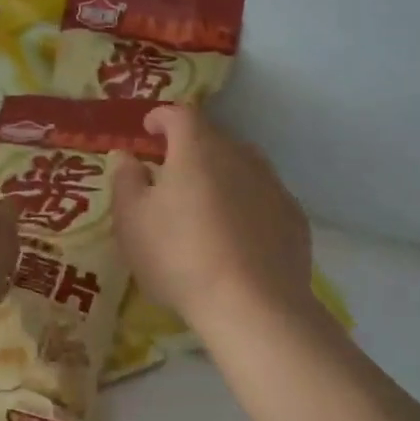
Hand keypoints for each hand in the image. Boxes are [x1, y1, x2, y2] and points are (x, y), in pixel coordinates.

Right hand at [111, 106, 313, 331]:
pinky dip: (246, 205)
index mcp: (197, 149)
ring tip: (204, 205)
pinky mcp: (293, 217)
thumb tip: (127, 156)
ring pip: (242, 167)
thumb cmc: (179, 257)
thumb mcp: (132, 221)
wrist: (253, 306)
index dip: (162, 117)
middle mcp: (240, 156)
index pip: (180, 114)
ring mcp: (272, 185)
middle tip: (170, 173)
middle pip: (212, 139)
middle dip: (190, 148)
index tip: (149, 129)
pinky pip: (262, 198)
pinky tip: (236, 236)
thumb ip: (126, 181)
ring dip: (221, 176)